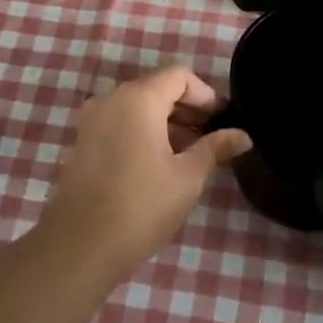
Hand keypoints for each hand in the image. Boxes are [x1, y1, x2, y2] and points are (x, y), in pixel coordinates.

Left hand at [40, 66, 251, 274]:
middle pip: (157, 87)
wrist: (80, 246)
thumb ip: (215, 148)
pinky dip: (143, 130)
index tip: (222, 121)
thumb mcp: (187, 177)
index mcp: (138, 99)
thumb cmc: (141, 207)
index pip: (179, 76)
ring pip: (138, 106)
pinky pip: (120, 121)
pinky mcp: (83, 141)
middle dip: (187, 108)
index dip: (205, 94)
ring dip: (166, 121)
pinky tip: (161, 162)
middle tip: (213, 138)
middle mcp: (111, 98)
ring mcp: (92, 119)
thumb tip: (243, 135)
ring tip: (191, 153)